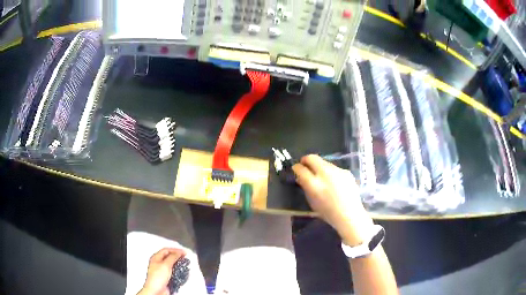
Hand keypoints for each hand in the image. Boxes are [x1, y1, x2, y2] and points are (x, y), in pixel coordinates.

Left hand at [138, 248, 184, 294]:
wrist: (156, 290)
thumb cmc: (157, 278)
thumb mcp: (166, 265)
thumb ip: (172, 257)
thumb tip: (178, 253)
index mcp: (156, 258)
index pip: (166, 250)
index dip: (175, 250)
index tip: (184, 252)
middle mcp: (158, 263)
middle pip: (169, 257)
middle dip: (177, 257)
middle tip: (184, 257)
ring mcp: (161, 271)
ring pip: (171, 265)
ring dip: (178, 264)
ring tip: (184, 265)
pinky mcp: (165, 277)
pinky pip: (173, 272)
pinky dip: (178, 271)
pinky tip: (181, 273)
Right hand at [292, 155, 373, 245]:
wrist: (350, 214)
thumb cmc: (328, 212)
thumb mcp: (312, 202)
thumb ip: (305, 187)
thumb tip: (301, 177)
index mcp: (314, 184)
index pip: (300, 168)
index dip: (296, 168)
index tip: (296, 169)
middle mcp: (325, 173)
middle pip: (312, 158)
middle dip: (306, 160)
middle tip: (306, 166)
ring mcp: (337, 170)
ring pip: (324, 162)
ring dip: (319, 166)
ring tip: (322, 177)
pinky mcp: (346, 171)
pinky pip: (334, 168)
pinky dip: (331, 173)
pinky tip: (335, 183)